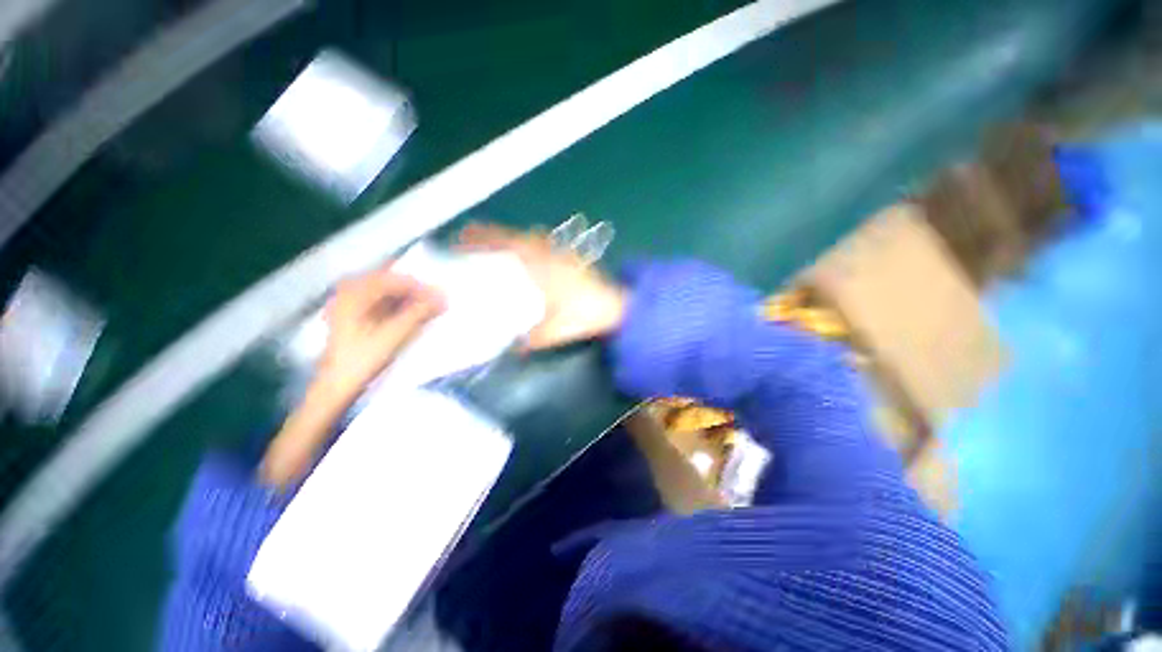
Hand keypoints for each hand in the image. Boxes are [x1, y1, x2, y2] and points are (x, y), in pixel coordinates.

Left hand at [318, 267, 445, 395]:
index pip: (393, 280)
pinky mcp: (355, 317)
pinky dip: (399, 307)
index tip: (441, 296)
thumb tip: (443, 297)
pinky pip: (381, 303)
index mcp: (353, 293)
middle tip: (437, 301)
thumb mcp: (393, 335)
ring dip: (409, 299)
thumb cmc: (362, 359)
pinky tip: (413, 315)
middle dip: (415, 291)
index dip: (419, 287)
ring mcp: (350, 304)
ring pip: (386, 293)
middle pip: (389, 284)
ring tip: (429, 308)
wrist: (337, 386)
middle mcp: (349, 293)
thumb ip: (419, 313)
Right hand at [458, 223, 626, 350]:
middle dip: (493, 234)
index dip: (485, 239)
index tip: (463, 238)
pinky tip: (528, 256)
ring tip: (494, 246)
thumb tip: (513, 348)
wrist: (620, 308)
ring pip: (532, 238)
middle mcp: (550, 255)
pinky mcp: (572, 260)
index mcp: (542, 268)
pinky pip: (545, 245)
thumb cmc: (586, 316)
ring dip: (512, 237)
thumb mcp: (556, 331)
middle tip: (471, 239)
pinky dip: (530, 244)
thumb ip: (532, 339)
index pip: (509, 246)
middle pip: (517, 236)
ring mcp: (563, 255)